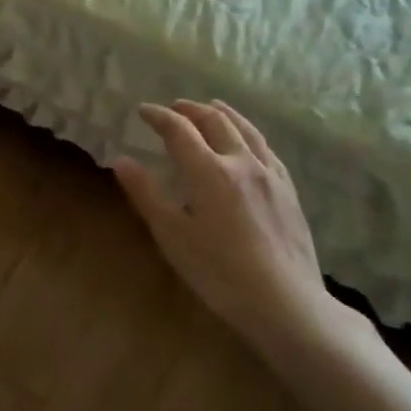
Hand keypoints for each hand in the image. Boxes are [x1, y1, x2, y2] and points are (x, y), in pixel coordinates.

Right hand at [113, 100, 349, 361]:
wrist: (285, 302)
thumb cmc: (219, 272)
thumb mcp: (172, 235)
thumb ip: (146, 194)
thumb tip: (121, 161)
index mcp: (209, 171)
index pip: (179, 130)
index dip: (158, 116)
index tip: (142, 111)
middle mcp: (241, 163)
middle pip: (215, 122)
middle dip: (190, 110)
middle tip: (173, 108)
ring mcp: (270, 176)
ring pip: (246, 130)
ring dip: (224, 114)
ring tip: (211, 107)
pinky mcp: (289, 192)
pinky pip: (267, 149)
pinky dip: (249, 134)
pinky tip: (249, 143)